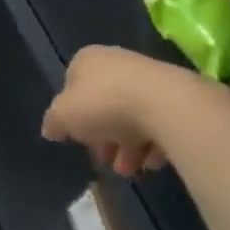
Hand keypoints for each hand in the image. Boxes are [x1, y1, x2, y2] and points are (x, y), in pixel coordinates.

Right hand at [40, 46, 176, 178]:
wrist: (167, 105)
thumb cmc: (104, 105)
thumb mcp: (63, 116)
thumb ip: (53, 122)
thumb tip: (51, 129)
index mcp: (87, 60)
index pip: (71, 86)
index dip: (72, 115)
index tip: (77, 138)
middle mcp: (117, 63)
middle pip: (103, 104)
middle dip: (102, 137)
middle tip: (104, 160)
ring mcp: (150, 79)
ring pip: (132, 116)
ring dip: (127, 146)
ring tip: (129, 170)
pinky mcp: (177, 97)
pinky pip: (160, 122)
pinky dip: (154, 144)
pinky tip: (152, 162)